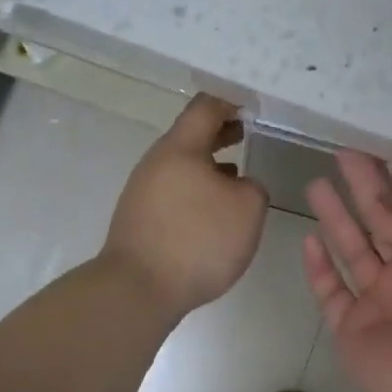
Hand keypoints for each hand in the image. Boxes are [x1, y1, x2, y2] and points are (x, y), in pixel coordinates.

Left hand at [101, 94, 269, 319]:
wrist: (138, 289)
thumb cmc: (198, 239)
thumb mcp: (247, 209)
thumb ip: (253, 187)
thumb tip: (238, 185)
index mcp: (180, 147)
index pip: (205, 107)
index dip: (231, 102)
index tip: (252, 106)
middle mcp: (157, 162)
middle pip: (191, 135)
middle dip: (221, 132)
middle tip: (248, 132)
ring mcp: (143, 190)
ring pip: (182, 165)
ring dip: (209, 164)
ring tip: (237, 174)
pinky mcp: (140, 218)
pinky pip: (174, 190)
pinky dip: (197, 189)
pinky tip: (213, 211)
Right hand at [302, 152, 391, 391]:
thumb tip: (380, 204)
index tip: (383, 153)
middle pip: (384, 223)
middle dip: (365, 189)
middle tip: (343, 154)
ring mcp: (382, 303)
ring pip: (354, 251)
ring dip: (337, 218)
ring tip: (317, 183)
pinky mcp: (352, 331)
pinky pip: (331, 292)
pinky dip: (319, 268)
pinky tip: (309, 238)